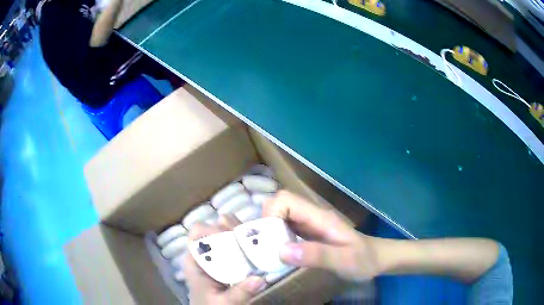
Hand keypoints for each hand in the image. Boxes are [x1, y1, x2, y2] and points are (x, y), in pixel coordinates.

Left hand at [183, 215, 266, 304]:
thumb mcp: (224, 302)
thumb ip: (240, 292)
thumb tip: (260, 279)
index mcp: (194, 260)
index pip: (198, 232)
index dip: (214, 230)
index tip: (233, 237)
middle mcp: (203, 254)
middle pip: (213, 229)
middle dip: (231, 228)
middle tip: (250, 234)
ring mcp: (215, 257)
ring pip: (225, 235)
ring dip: (239, 233)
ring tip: (255, 237)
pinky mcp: (226, 262)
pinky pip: (235, 246)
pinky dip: (246, 243)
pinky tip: (258, 246)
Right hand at [263, 191, 380, 280]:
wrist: (376, 259)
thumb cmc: (363, 259)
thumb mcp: (344, 260)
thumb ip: (316, 255)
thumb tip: (281, 251)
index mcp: (319, 217)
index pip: (285, 200)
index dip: (271, 214)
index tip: (267, 239)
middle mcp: (311, 217)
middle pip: (279, 206)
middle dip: (266, 224)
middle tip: (264, 248)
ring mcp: (309, 225)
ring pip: (280, 218)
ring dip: (269, 232)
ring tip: (266, 253)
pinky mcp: (308, 235)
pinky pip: (285, 230)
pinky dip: (276, 239)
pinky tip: (277, 255)